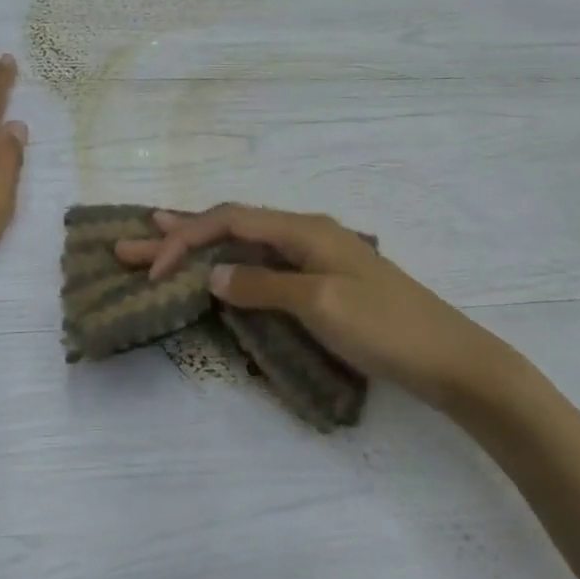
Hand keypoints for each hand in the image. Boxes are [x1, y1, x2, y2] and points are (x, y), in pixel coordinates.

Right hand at [115, 204, 516, 411]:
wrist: (449, 359)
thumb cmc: (386, 327)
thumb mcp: (320, 304)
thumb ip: (263, 285)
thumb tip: (213, 273)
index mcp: (304, 229)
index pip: (230, 220)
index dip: (186, 239)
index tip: (151, 269)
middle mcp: (306, 234)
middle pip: (232, 225)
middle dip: (180, 233)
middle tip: (130, 241)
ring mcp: (315, 259)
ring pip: (245, 243)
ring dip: (202, 246)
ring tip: (160, 243)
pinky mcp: (322, 284)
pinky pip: (264, 265)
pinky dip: (231, 264)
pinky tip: (218, 269)